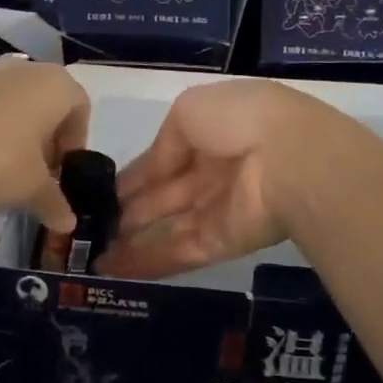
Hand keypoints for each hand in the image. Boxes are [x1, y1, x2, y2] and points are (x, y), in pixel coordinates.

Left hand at [0, 59, 90, 231]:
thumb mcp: (30, 189)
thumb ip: (54, 203)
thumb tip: (68, 223)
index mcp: (55, 85)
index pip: (80, 110)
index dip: (74, 146)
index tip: (60, 175)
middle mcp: (24, 69)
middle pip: (44, 107)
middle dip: (43, 142)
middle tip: (33, 177)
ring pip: (11, 106)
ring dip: (11, 135)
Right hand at [100, 80, 337, 279]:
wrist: (289, 158)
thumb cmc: (238, 121)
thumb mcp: (190, 111)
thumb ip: (167, 142)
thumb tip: (153, 171)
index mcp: (209, 133)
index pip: (163, 158)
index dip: (134, 175)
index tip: (102, 193)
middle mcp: (213, 171)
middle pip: (163, 196)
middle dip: (129, 212)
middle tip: (92, 229)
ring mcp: (219, 209)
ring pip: (167, 227)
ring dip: (131, 242)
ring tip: (93, 257)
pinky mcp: (223, 242)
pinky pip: (179, 251)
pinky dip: (146, 261)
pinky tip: (112, 271)